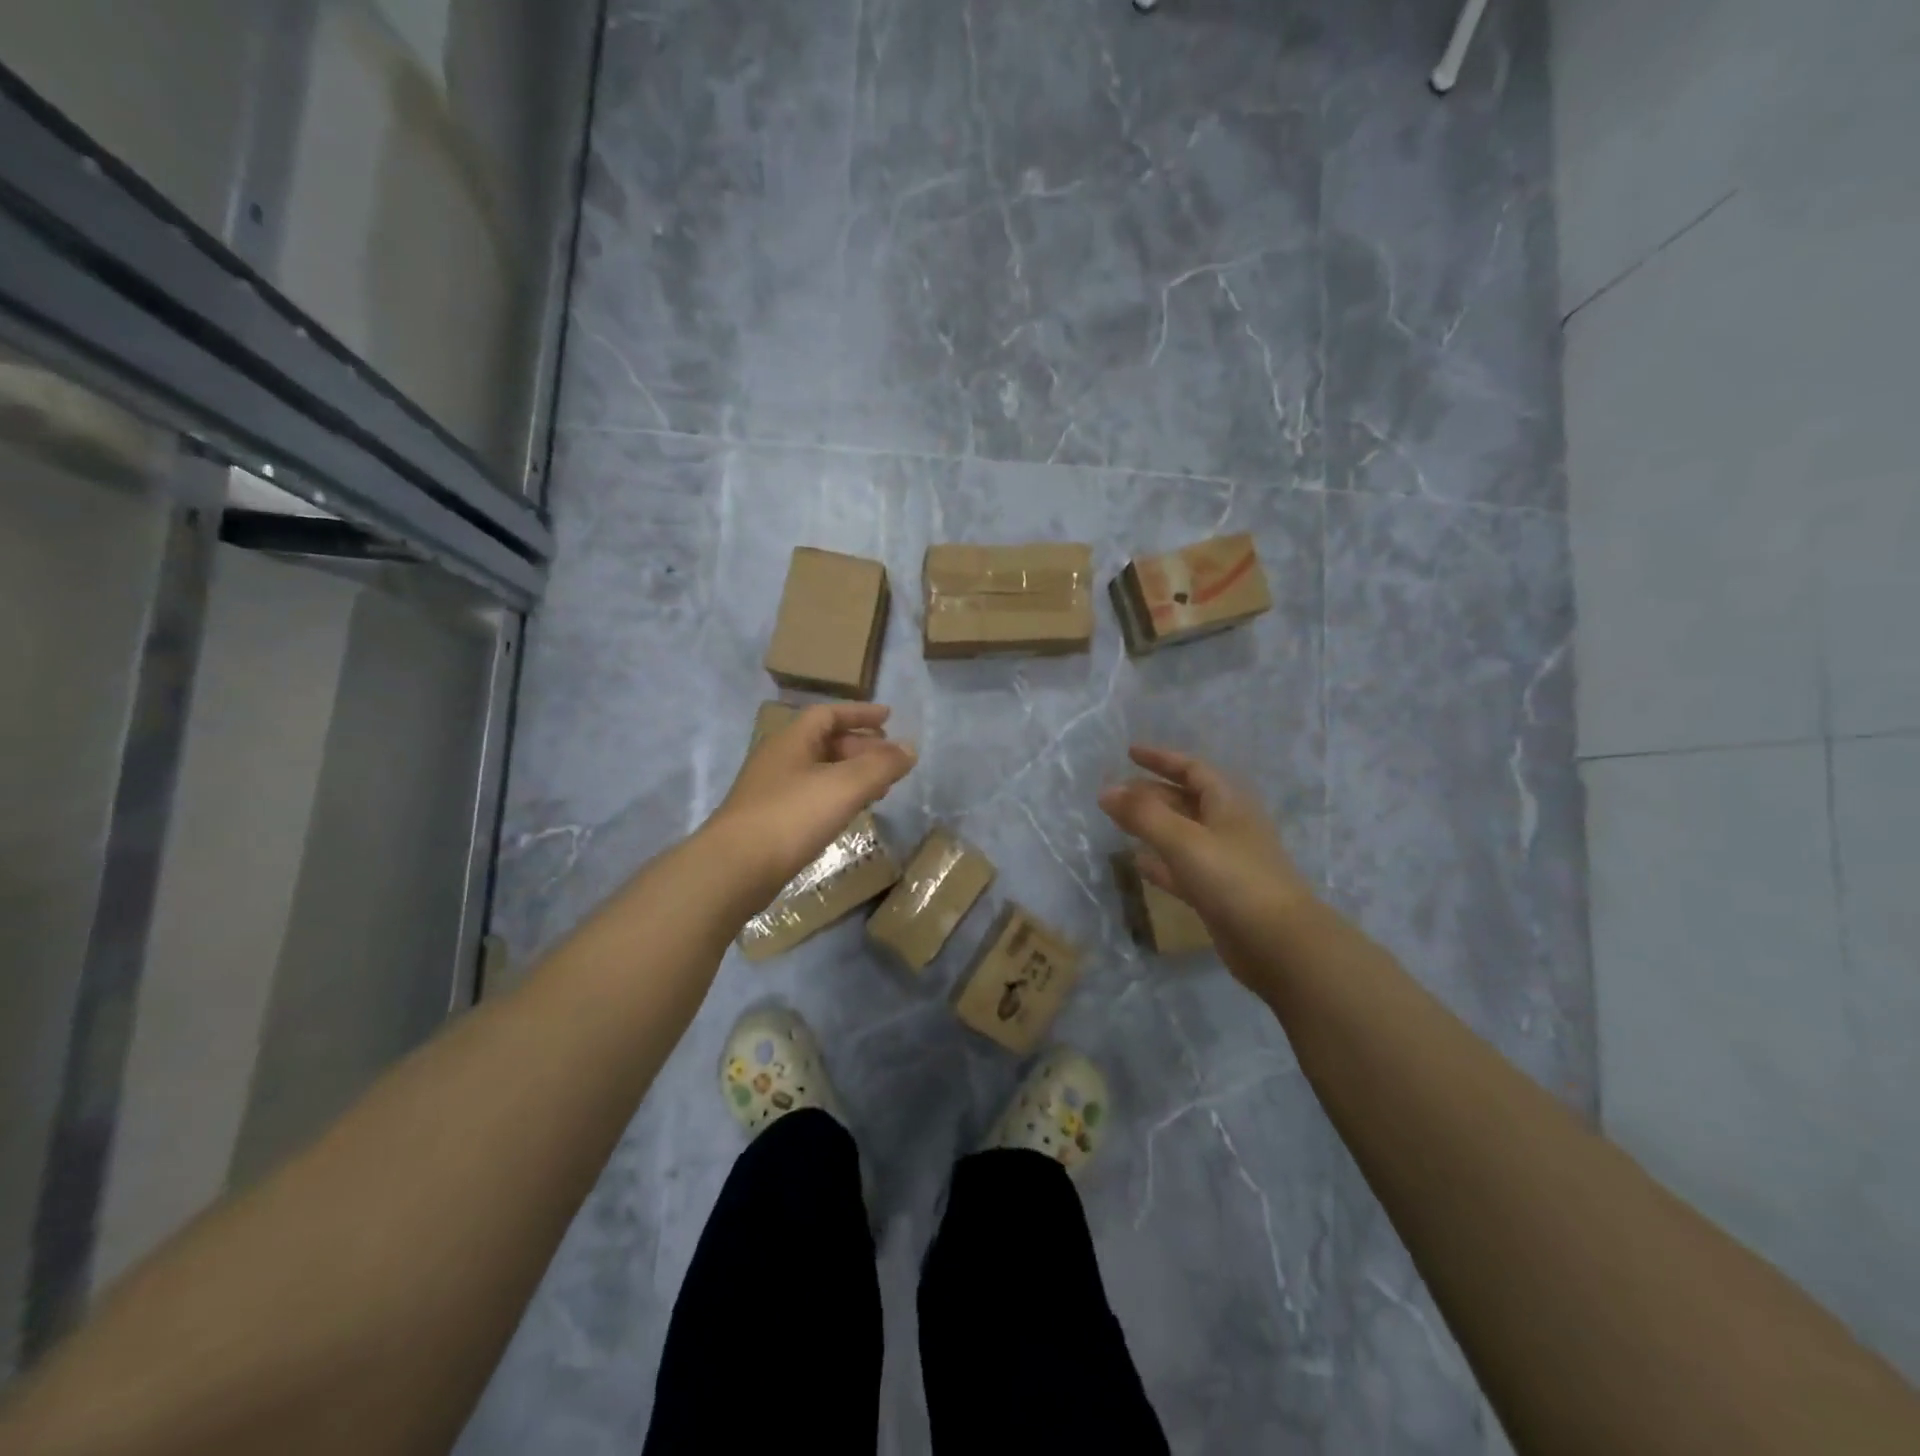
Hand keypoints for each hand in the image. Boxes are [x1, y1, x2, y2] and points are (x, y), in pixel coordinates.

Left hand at [706, 703, 915, 900]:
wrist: (734, 869)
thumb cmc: (791, 817)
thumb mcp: (845, 786)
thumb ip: (881, 765)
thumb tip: (910, 748)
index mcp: (792, 740)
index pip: (829, 714)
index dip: (861, 713)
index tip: (890, 718)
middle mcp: (779, 759)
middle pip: (825, 742)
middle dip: (861, 746)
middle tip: (890, 759)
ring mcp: (771, 791)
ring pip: (819, 771)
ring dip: (851, 773)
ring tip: (880, 787)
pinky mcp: (770, 821)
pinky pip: (811, 796)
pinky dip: (837, 796)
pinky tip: (849, 813)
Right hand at [1098, 745, 1314, 941]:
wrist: (1279, 944)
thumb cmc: (1233, 879)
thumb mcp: (1183, 840)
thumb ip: (1143, 815)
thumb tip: (1105, 791)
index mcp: (1228, 804)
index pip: (1192, 769)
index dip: (1161, 759)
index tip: (1129, 752)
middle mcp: (1228, 827)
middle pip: (1186, 801)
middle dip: (1151, 793)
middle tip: (1115, 793)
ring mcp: (1225, 862)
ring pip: (1182, 834)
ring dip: (1153, 826)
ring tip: (1119, 823)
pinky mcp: (1219, 894)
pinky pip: (1183, 868)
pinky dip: (1161, 862)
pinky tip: (1138, 864)